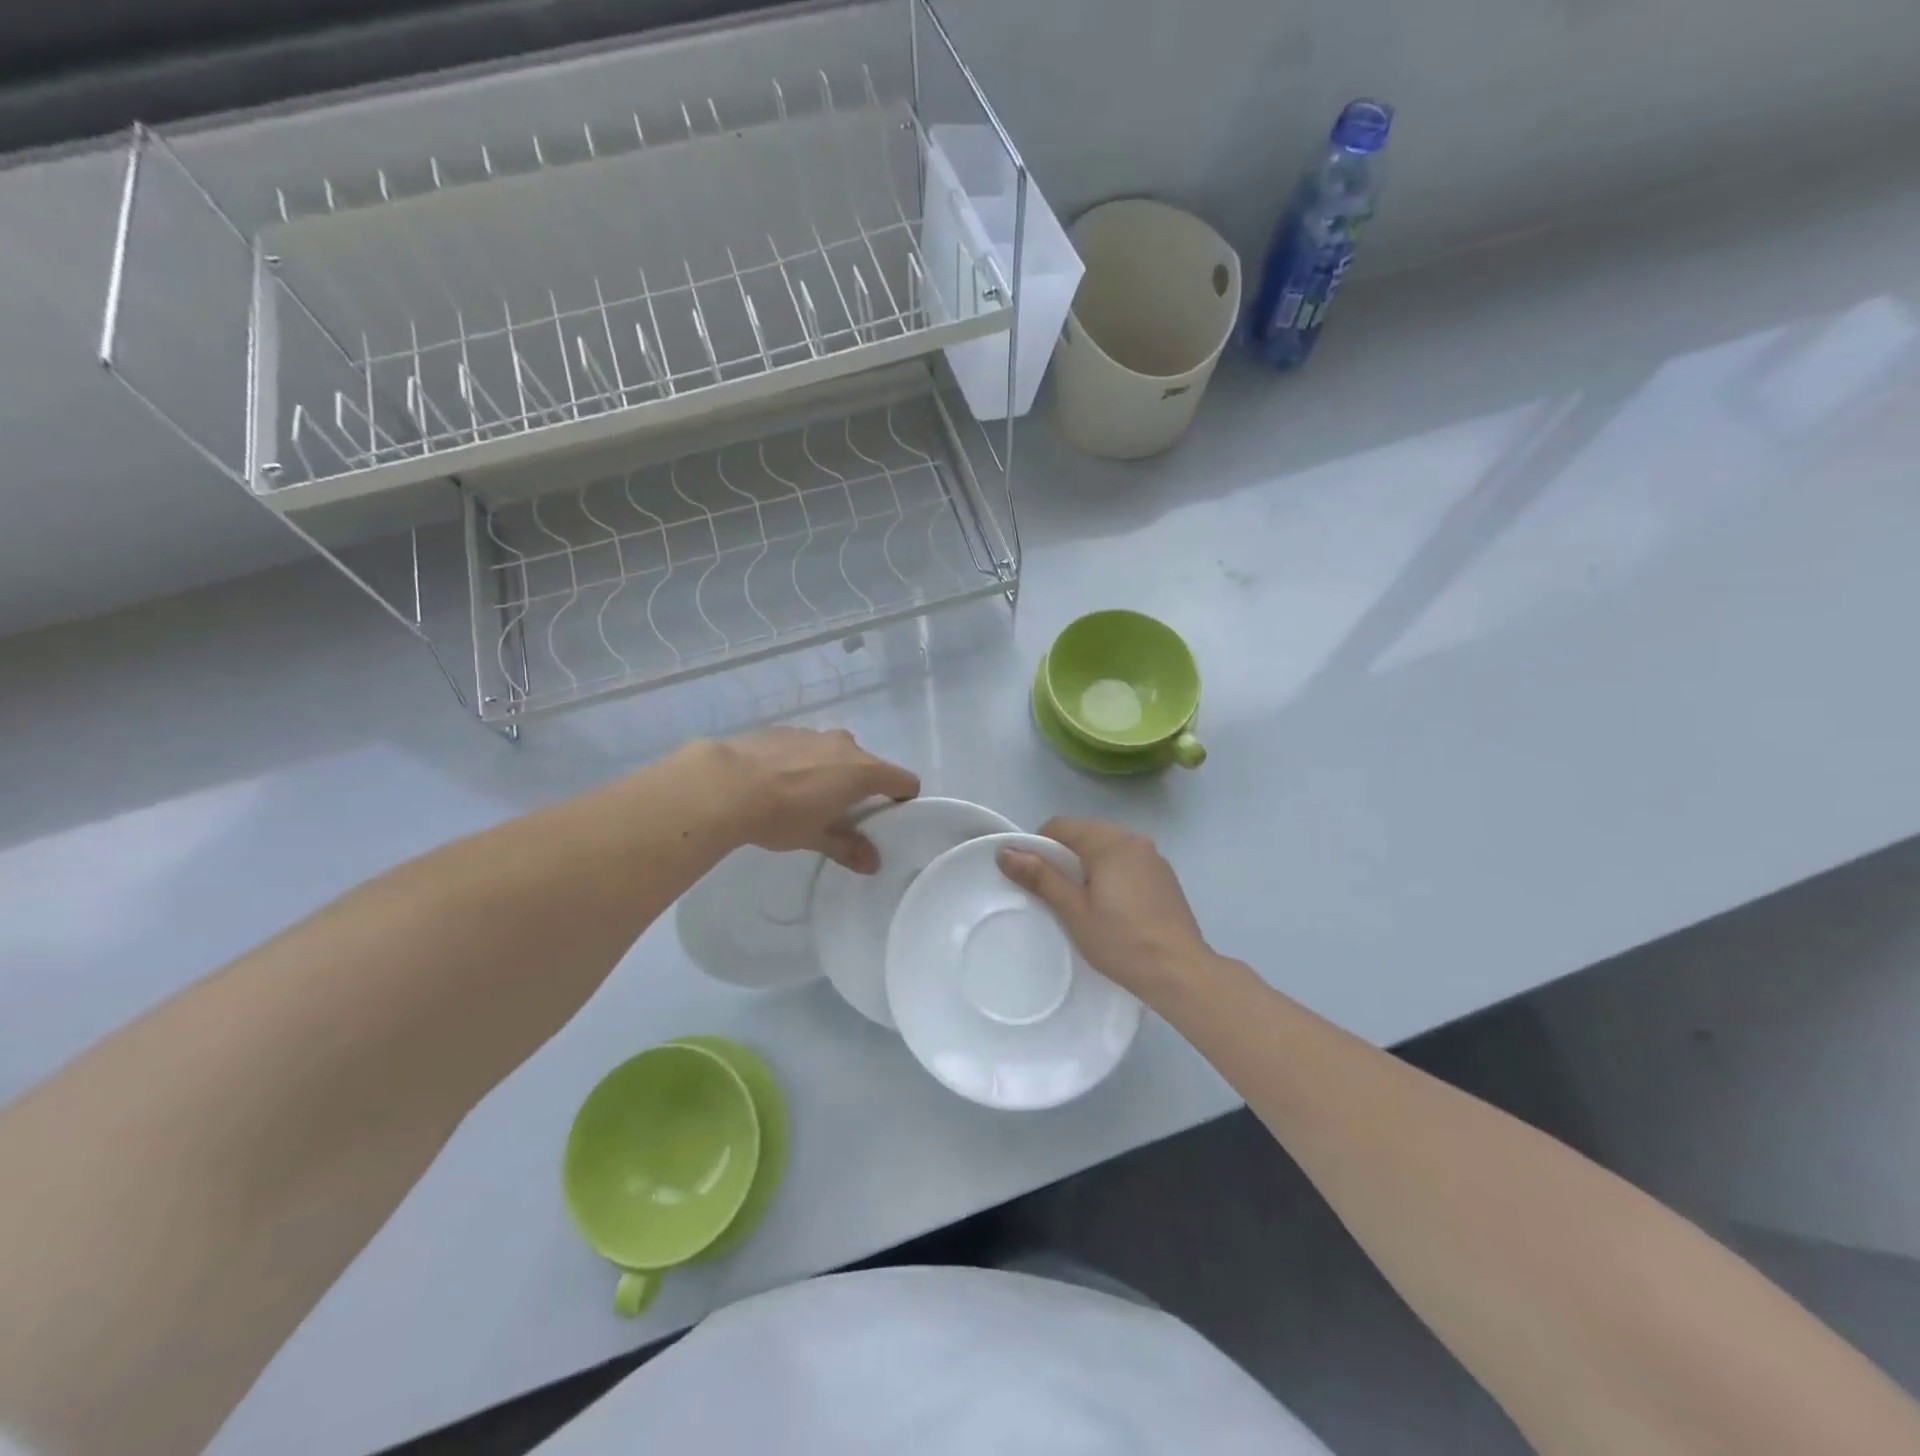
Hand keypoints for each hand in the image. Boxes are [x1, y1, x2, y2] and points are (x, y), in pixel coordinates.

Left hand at [702, 728, 918, 872]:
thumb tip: (874, 863)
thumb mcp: (817, 837)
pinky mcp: (783, 730)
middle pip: (869, 765)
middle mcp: (844, 745)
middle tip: (842, 813)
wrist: (724, 784)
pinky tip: (777, 782)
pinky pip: (806, 747)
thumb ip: (848, 847)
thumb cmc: (782, 814)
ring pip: (835, 753)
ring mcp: (813, 733)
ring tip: (804, 798)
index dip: (903, 797)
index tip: (890, 815)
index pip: (904, 780)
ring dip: (830, 772)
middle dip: (861, 786)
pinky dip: (803, 762)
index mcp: (863, 770)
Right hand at [998, 817, 1213, 1000]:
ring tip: (1084, 904)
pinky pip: (1127, 862)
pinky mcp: (1164, 875)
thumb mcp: (1074, 911)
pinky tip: (1113, 908)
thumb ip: (1041, 877)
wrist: (1180, 972)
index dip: (1039, 847)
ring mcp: (1153, 857)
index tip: (1034, 879)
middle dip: (1064, 857)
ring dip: (1088, 866)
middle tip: (1056, 896)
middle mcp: (1133, 839)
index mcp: (1109, 841)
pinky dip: (1111, 874)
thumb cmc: (1122, 941)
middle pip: (1084, 834)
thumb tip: (1006, 852)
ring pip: (1106, 848)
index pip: (1061, 826)